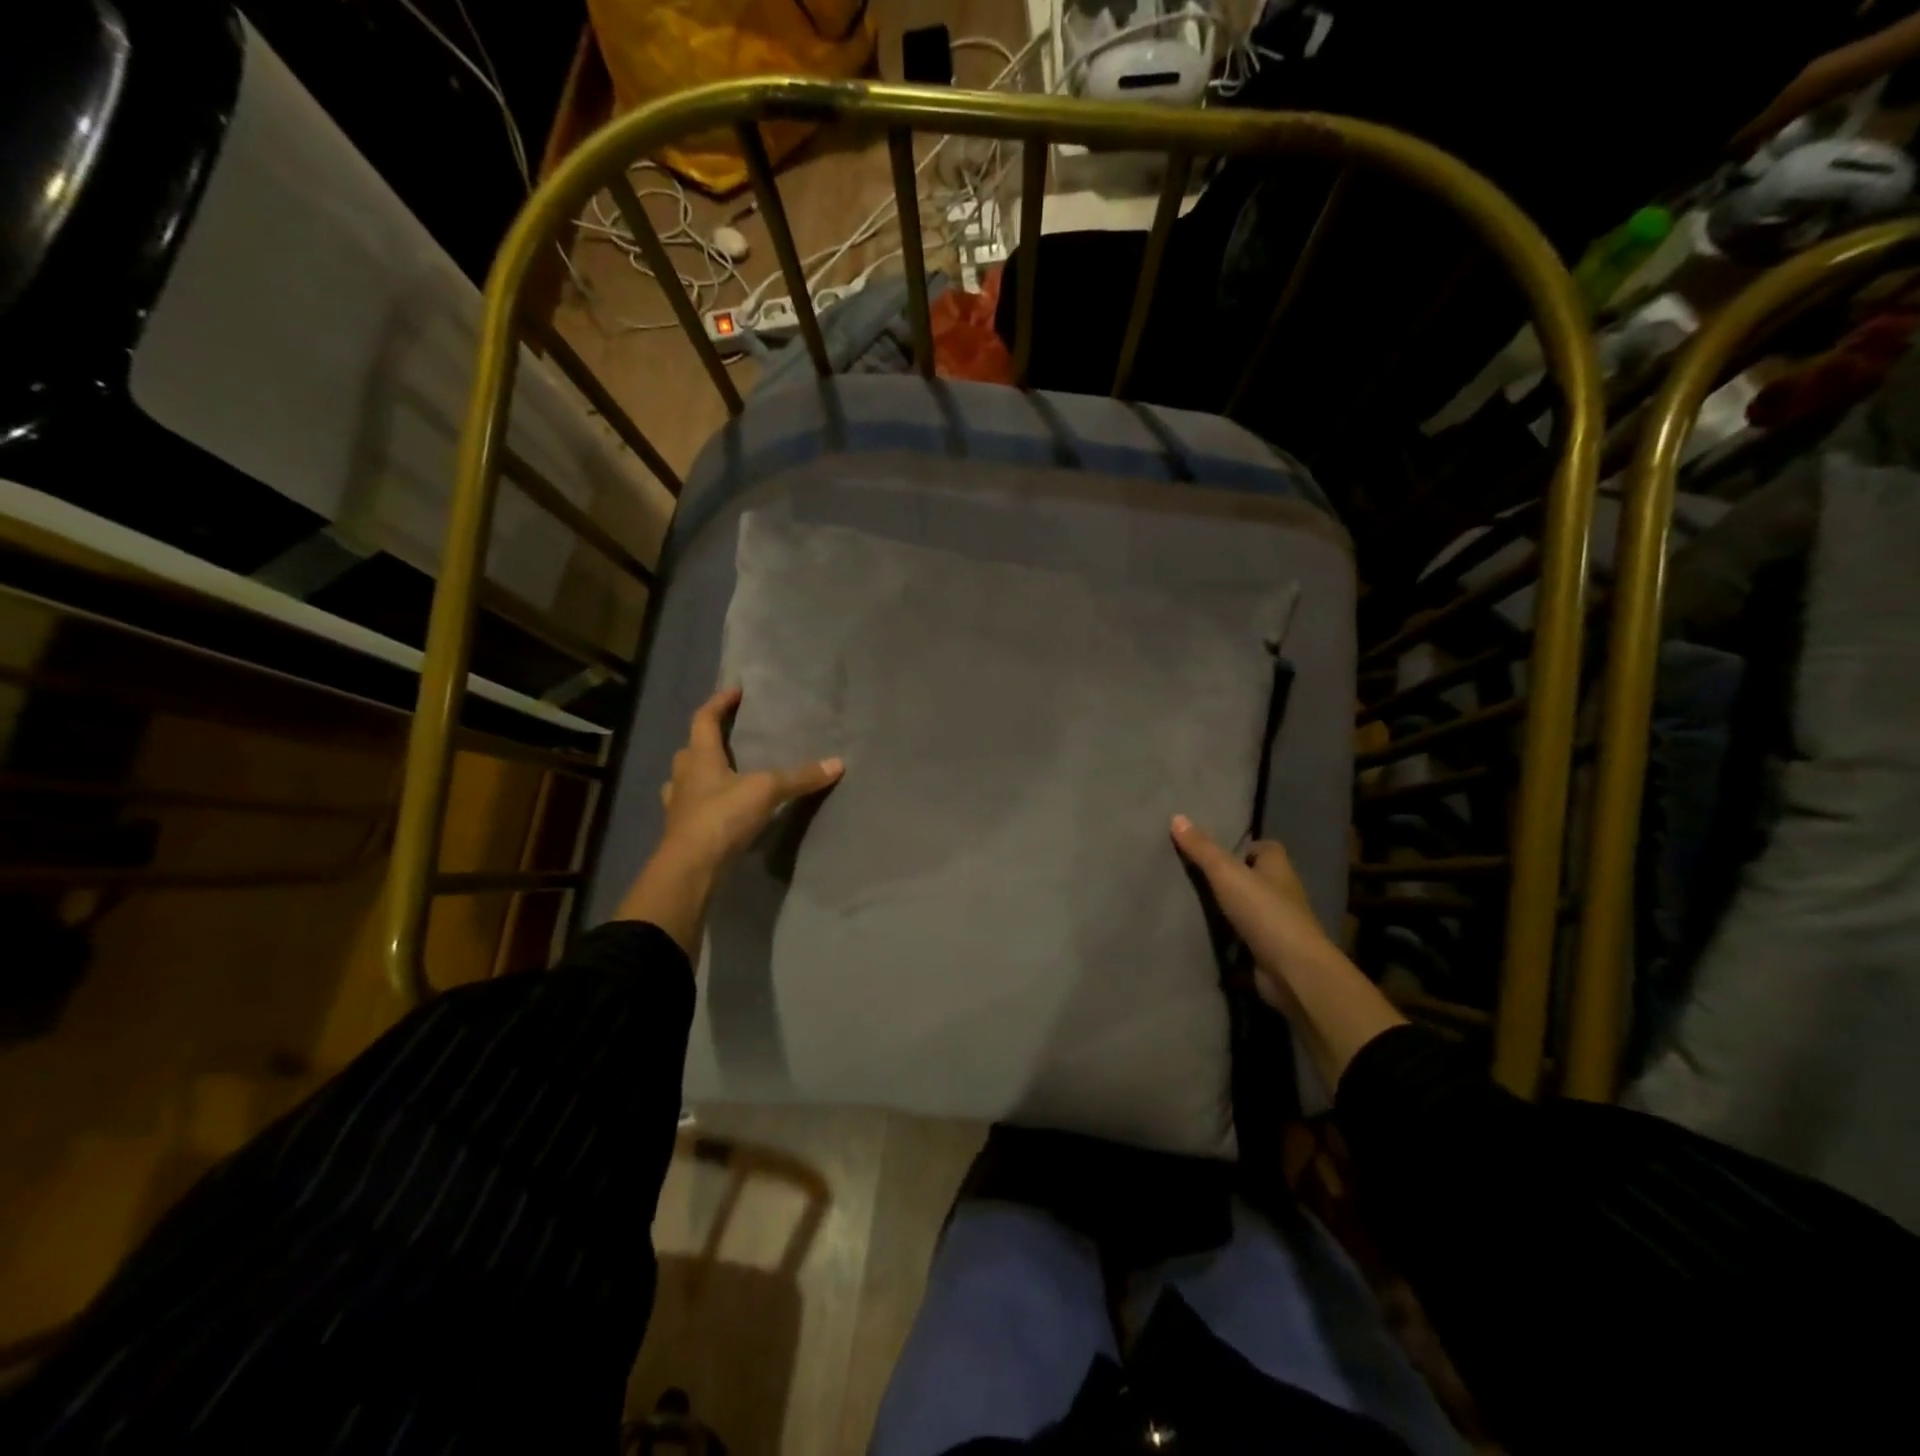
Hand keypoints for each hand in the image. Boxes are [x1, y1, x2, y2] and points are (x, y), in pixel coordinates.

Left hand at [617, 689, 842, 954]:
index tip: (735, 691)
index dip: (719, 703)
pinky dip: (704, 805)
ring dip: (700, 773)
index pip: (704, 719)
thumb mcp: (766, 791)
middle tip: (730, 737)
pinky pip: (691, 808)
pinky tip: (718, 811)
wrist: (691, 868)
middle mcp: (684, 777)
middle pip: (691, 749)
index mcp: (700, 757)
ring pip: (686, 780)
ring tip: (722, 774)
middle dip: (707, 740)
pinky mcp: (681, 832)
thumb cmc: (722, 817)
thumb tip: (838, 763)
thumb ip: (800, 777)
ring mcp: (678, 806)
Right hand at [1169, 816, 1333, 1012]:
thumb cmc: (1263, 911)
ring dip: (1232, 910)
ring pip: (1253, 910)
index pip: (1267, 849)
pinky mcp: (1272, 952)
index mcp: (1279, 869)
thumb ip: (1202, 849)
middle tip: (1198, 877)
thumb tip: (1177, 817)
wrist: (1292, 969)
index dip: (1246, 847)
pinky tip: (1209, 938)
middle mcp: (1284, 894)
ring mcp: (1280, 926)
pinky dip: (1233, 940)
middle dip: (1235, 878)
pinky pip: (1248, 940)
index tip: (1218, 852)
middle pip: (1258, 878)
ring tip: (1196, 906)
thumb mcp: (1226, 873)